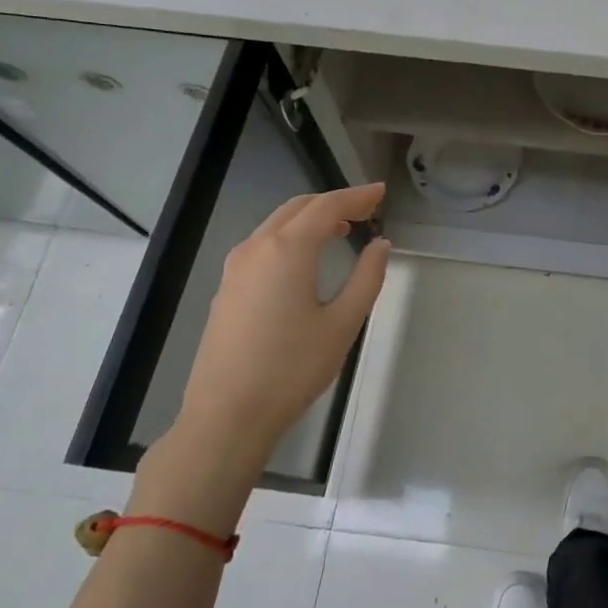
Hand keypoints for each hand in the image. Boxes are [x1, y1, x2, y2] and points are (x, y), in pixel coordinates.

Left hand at [171, 183, 391, 466]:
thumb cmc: (291, 369)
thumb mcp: (342, 324)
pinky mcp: (227, 289)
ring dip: (310, 219)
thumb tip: (380, 246)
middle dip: (334, 203)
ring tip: (342, 229)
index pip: (327, 207)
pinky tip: (306, 258)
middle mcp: (256, 248)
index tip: (381, 192)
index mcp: (287, 250)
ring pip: (277, 225)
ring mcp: (236, 268)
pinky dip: (291, 237)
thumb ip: (367, 278)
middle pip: (298, 208)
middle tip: (366, 209)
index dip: (357, 196)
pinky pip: (263, 245)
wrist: (226, 415)